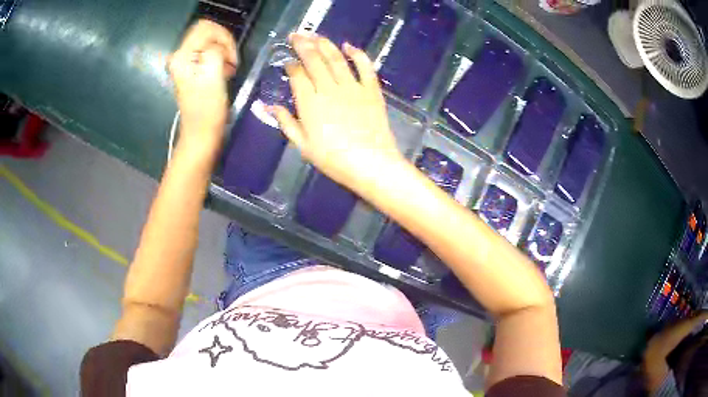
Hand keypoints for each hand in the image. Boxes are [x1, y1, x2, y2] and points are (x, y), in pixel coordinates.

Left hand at [169, 20, 237, 144]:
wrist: (201, 134)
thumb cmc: (207, 109)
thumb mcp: (213, 76)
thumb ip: (214, 52)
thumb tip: (218, 46)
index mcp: (181, 57)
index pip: (205, 28)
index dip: (223, 37)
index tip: (230, 56)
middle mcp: (180, 56)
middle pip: (206, 31)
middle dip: (224, 42)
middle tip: (231, 61)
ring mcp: (185, 63)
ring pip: (210, 41)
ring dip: (224, 51)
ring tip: (228, 69)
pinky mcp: (192, 69)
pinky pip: (209, 52)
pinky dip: (220, 57)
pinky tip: (224, 70)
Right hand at [270, 33, 403, 193]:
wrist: (371, 164)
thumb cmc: (333, 159)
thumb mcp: (303, 145)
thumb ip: (285, 122)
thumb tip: (265, 106)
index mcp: (309, 102)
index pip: (297, 75)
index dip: (291, 65)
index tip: (288, 62)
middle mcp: (329, 88)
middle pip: (314, 59)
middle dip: (303, 45)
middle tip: (296, 35)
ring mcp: (352, 87)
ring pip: (336, 58)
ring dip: (324, 43)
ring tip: (315, 35)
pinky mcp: (371, 90)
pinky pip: (365, 66)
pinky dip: (357, 54)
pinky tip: (349, 45)